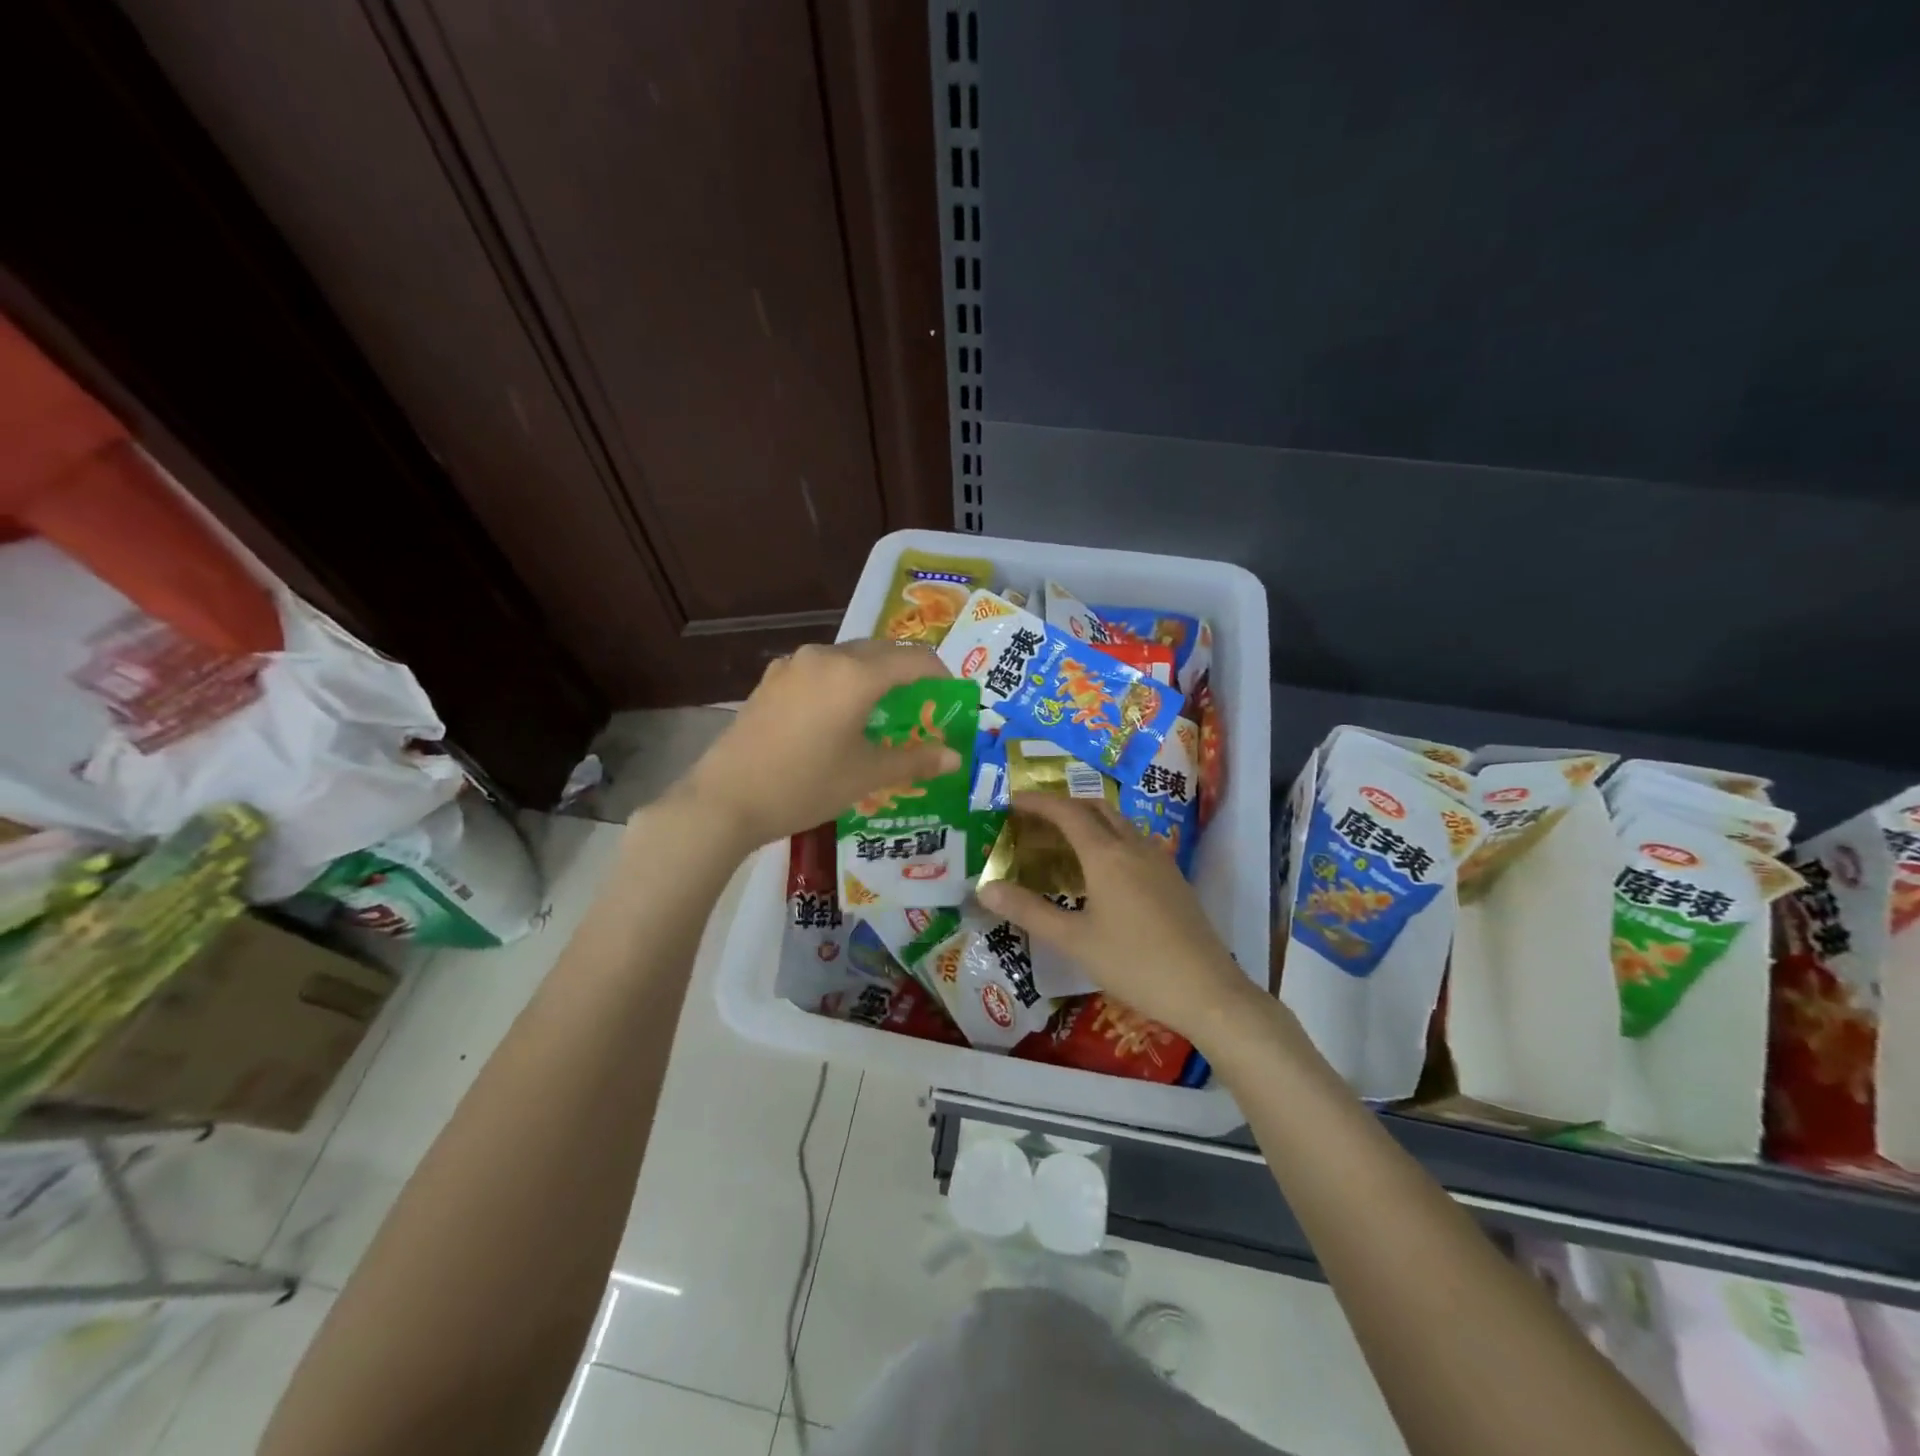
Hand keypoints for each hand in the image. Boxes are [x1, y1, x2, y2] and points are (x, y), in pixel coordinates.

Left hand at [675, 640, 962, 849]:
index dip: (941, 676)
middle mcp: (826, 656)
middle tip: (922, 707)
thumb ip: (915, 760)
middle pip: (882, 651)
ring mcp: (793, 665)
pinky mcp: (771, 679)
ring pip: (848, 658)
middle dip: (908, 673)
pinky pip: (820, 669)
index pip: (915, 660)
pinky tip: (838, 715)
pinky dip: (842, 682)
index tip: (952, 699)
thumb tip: (955, 757)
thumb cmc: (805, 785)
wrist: (725, 799)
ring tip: (882, 711)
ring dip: (874, 676)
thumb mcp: (866, 775)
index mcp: (856, 674)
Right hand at [975, 793, 1258, 1046]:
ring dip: (1090, 819)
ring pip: (1119, 823)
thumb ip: (1028, 911)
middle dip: (1064, 805)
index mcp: (1106, 855)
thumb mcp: (1074, 941)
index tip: (1013, 801)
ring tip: (1065, 840)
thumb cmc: (1134, 964)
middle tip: (1037, 819)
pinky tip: (1103, 868)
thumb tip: (985, 888)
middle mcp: (1134, 846)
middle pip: (1096, 808)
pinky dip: (1110, 837)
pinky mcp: (1173, 878)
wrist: (1207, 990)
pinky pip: (1135, 841)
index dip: (1039, 802)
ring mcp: (1159, 861)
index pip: (1067, 812)